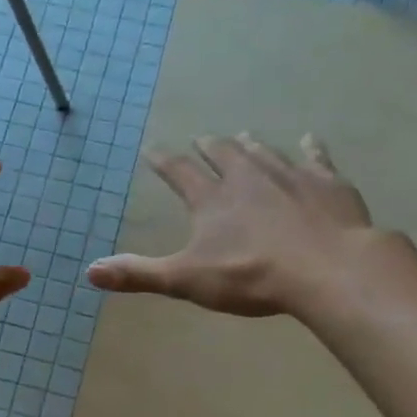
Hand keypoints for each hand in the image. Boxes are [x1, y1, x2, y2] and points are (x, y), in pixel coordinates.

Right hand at [88, 133, 392, 320]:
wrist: (327, 269)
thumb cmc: (251, 276)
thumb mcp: (186, 280)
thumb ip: (138, 274)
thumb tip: (89, 271)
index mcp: (211, 199)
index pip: (179, 172)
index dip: (163, 161)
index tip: (152, 150)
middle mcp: (247, 177)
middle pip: (223, 154)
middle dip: (209, 147)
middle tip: (202, 139)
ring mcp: (289, 176)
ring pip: (264, 152)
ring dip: (250, 145)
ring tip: (243, 136)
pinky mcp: (327, 183)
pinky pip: (316, 158)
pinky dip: (311, 149)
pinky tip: (311, 140)